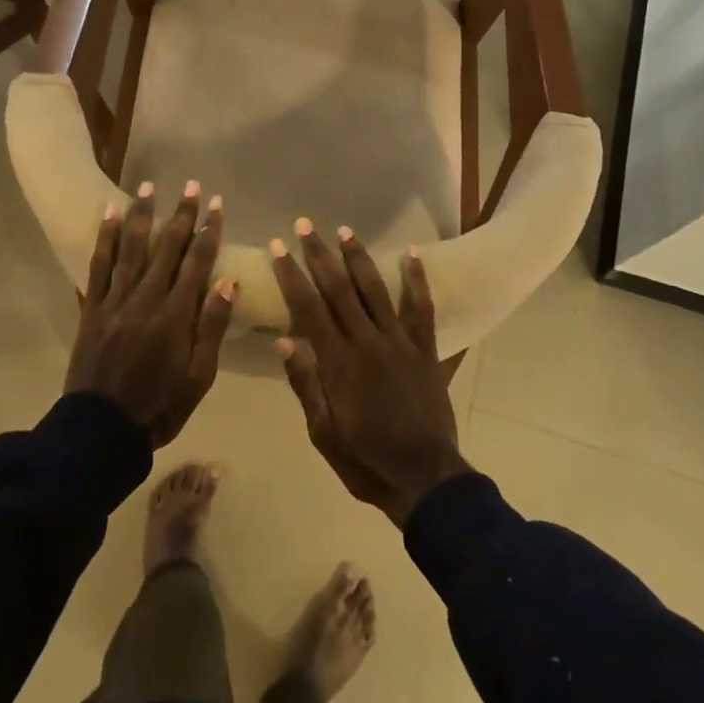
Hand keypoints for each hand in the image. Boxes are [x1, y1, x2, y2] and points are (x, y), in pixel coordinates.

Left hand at [66, 182, 236, 447]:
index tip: (217, 205)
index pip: (197, 263)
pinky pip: (98, 266)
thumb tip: (228, 280)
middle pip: (167, 248)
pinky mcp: (92, 308)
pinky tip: (108, 214)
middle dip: (181, 214)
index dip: (208, 231)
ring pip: (131, 248)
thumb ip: (211, 327)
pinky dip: (103, 238)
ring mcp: (116, 301)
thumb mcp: (199, 376)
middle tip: (192, 185)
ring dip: (141, 215)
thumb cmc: (159, 406)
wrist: (100, 431)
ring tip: (148, 186)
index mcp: (176, 316)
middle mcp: (146, 299)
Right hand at [271, 221, 470, 526]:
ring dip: (359, 258)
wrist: (425, 477)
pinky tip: (412, 253)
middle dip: (319, 255)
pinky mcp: (424, 348)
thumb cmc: (367, 461)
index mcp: (338, 363)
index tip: (278, 248)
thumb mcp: (323, 433)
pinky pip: (421, 308)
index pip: (309, 308)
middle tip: (305, 225)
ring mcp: (399, 342)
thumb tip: (284, 340)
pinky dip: (417, 279)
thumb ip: (306, 384)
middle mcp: (367, 341)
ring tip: (345, 230)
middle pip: (339, 289)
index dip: (291, 276)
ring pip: (376, 290)